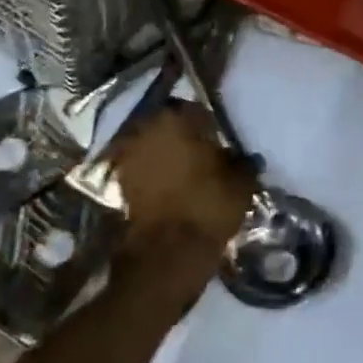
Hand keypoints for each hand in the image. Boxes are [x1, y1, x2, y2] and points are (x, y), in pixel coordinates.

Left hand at [107, 103, 254, 260]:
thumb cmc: (208, 206)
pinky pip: (142, 168)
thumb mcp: (241, 182)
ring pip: (153, 145)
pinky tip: (170, 188)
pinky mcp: (119, 183)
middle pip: (168, 124)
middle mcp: (146, 128)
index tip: (218, 139)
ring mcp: (128, 155)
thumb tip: (243, 157)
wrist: (168, 254)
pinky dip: (153, 174)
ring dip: (165, 154)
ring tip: (185, 172)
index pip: (195, 108)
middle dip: (182, 135)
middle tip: (201, 154)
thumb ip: (243, 162)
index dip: (208, 124)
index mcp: (176, 117)